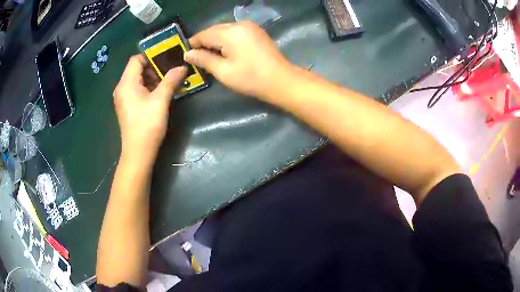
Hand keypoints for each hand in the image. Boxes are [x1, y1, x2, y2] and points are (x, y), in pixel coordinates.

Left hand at [113, 55, 186, 161]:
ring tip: (169, 80)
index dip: (151, 55)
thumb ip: (170, 80)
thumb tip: (182, 66)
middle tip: (171, 69)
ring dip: (152, 77)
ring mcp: (123, 98)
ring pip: (137, 79)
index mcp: (126, 83)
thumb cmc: (147, 126)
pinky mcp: (127, 106)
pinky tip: (161, 92)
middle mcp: (122, 88)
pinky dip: (148, 86)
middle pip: (136, 68)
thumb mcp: (160, 101)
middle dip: (154, 66)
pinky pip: (137, 89)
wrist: (138, 153)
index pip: (136, 59)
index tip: (167, 57)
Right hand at [184, 21, 292, 99]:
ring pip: (224, 29)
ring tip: (208, 54)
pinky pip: (234, 31)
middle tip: (196, 56)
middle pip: (214, 29)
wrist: (281, 80)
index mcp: (230, 33)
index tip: (185, 53)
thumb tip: (188, 54)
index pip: (204, 34)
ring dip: (214, 40)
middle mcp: (239, 24)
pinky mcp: (256, 31)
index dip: (193, 43)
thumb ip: (204, 59)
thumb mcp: (223, 71)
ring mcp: (250, 26)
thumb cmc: (251, 78)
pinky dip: (226, 39)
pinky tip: (224, 49)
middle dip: (203, 41)